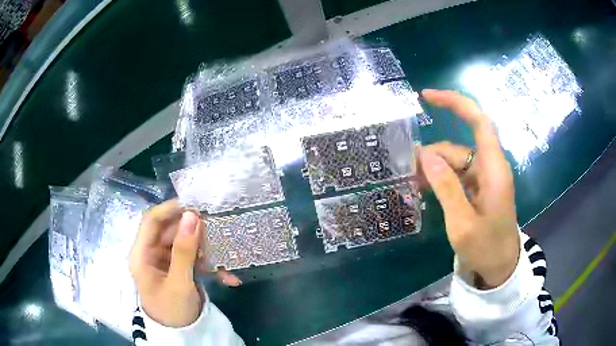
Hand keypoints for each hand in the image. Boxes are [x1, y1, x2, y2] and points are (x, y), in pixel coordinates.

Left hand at [129, 199, 240, 326]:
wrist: (180, 336)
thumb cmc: (172, 311)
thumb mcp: (179, 282)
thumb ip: (184, 250)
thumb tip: (192, 215)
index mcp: (142, 254)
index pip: (151, 221)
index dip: (170, 209)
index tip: (195, 204)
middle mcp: (151, 253)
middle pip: (171, 231)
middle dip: (195, 231)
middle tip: (218, 228)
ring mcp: (165, 261)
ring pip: (185, 244)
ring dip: (206, 250)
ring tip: (227, 255)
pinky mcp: (177, 269)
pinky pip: (192, 259)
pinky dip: (209, 266)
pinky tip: (227, 276)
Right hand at [420, 89, 519, 288]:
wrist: (500, 269)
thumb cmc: (487, 248)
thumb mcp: (463, 223)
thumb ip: (446, 188)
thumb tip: (425, 155)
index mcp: (493, 169)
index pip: (479, 121)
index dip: (455, 103)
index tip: (426, 97)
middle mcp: (490, 167)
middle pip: (457, 147)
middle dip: (432, 156)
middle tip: (406, 173)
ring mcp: (484, 179)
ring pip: (454, 162)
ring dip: (433, 171)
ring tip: (412, 186)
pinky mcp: (479, 190)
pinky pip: (457, 176)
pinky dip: (440, 180)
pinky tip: (425, 190)